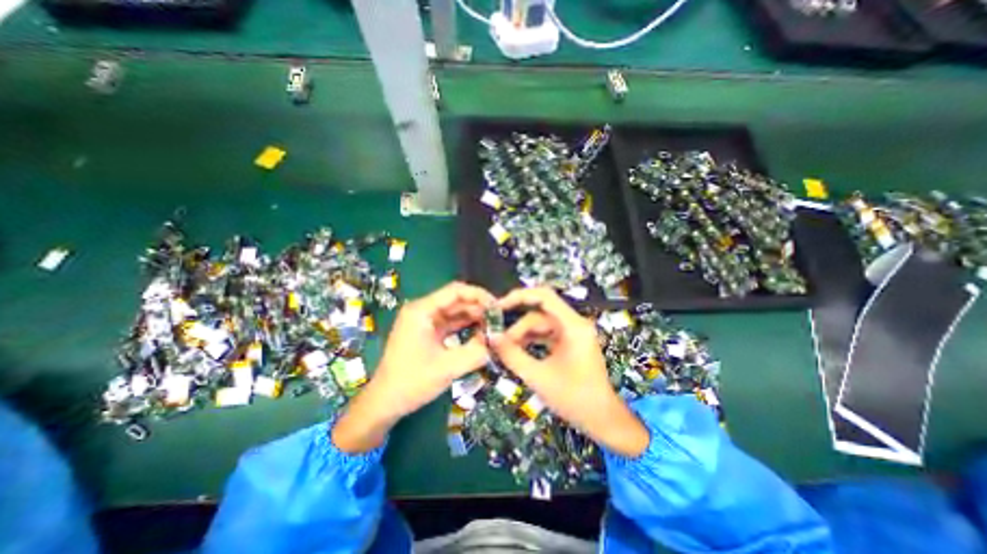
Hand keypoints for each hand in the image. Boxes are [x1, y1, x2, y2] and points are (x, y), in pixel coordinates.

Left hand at [330, 285, 493, 452]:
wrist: (385, 403)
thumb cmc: (411, 383)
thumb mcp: (446, 368)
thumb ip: (475, 352)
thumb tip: (498, 340)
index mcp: (421, 310)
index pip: (455, 291)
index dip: (479, 295)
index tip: (497, 306)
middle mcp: (423, 310)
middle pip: (456, 300)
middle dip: (479, 307)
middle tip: (499, 319)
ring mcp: (425, 321)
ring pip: (456, 312)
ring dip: (474, 317)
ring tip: (494, 325)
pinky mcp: (428, 332)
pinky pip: (451, 323)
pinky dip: (466, 327)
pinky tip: (482, 332)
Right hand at [490, 289, 648, 457]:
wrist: (603, 420)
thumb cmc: (575, 399)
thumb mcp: (538, 377)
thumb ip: (512, 355)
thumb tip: (491, 337)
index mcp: (573, 326)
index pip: (544, 296)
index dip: (520, 296)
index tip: (498, 306)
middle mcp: (574, 324)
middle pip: (539, 314)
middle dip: (517, 327)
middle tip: (497, 342)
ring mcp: (572, 333)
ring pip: (540, 325)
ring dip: (522, 335)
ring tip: (504, 350)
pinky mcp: (569, 343)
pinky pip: (546, 335)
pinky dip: (531, 341)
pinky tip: (516, 351)